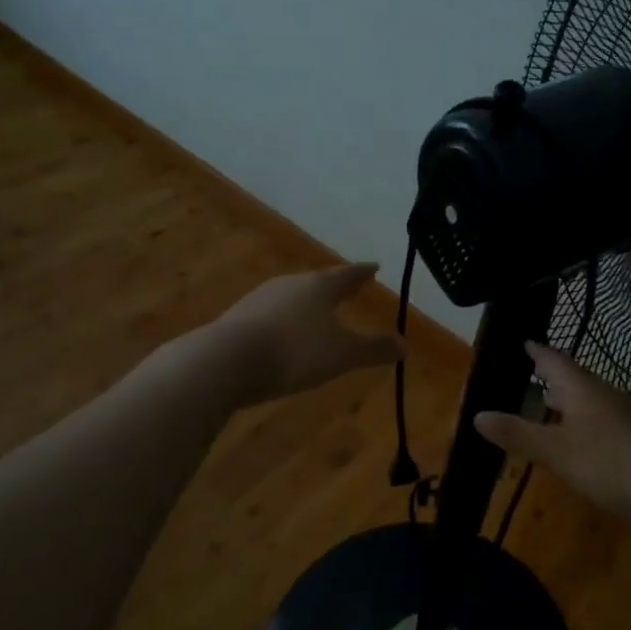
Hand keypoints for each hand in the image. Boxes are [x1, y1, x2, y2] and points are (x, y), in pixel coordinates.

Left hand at [213, 263, 402, 405]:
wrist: (225, 361)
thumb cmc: (294, 351)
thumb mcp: (342, 355)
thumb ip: (374, 349)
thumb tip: (405, 345)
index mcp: (320, 286)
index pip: (348, 274)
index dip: (364, 273)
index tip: (375, 268)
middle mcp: (290, 284)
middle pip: (319, 282)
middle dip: (335, 287)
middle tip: (350, 290)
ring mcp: (261, 298)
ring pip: (293, 296)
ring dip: (308, 303)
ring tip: (319, 313)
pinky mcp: (239, 318)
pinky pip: (272, 314)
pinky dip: (285, 320)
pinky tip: (284, 335)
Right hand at [475, 343, 630, 519]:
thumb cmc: (605, 462)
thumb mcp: (554, 451)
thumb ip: (517, 434)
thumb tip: (477, 415)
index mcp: (582, 388)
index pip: (555, 360)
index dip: (538, 352)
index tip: (525, 342)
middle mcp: (604, 392)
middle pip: (574, 376)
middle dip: (553, 374)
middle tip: (533, 372)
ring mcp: (623, 413)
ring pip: (590, 396)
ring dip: (569, 397)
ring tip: (551, 403)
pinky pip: (601, 415)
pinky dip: (584, 417)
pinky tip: (580, 435)